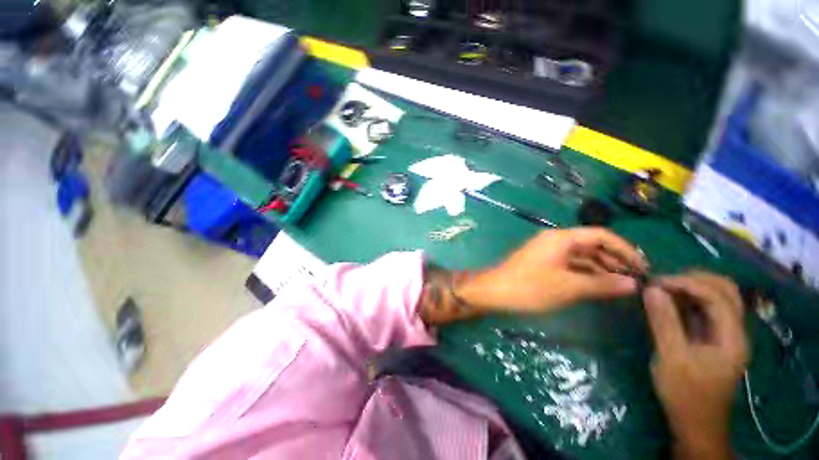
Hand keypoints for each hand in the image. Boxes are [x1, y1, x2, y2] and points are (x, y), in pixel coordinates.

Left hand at [459, 228, 646, 311]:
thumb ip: (602, 284)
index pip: (601, 235)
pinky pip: (570, 264)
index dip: (624, 249)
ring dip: (601, 268)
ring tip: (622, 286)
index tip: (643, 267)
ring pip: (581, 256)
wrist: (494, 291)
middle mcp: (555, 240)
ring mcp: (548, 252)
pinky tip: (599, 286)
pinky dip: (585, 274)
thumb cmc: (530, 287)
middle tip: (636, 280)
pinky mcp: (543, 263)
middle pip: (591, 245)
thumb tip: (633, 284)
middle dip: (614, 260)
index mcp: (561, 238)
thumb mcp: (568, 287)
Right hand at [643, 272, 747, 459]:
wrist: (696, 422)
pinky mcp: (716, 337)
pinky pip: (707, 308)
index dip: (687, 283)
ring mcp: (727, 333)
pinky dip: (689, 299)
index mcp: (732, 337)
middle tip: (661, 283)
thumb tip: (651, 289)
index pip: (717, 296)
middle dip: (693, 279)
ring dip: (692, 287)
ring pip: (718, 296)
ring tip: (663, 289)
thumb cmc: (685, 393)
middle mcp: (736, 330)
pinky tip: (670, 301)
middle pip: (725, 289)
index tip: (655, 282)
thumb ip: (664, 321)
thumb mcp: (671, 358)